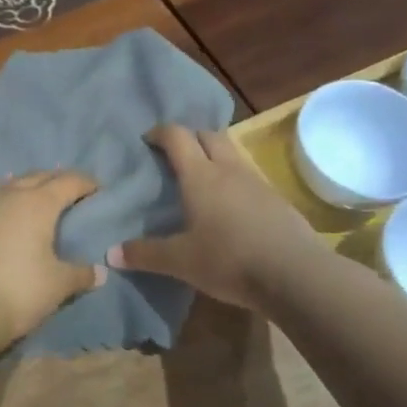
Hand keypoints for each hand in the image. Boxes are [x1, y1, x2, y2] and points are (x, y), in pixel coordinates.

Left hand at [0, 171, 105, 347]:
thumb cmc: (17, 291)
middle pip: (36, 177)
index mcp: (38, 203)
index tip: (96, 188)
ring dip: (18, 186)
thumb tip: (99, 272)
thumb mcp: (57, 286)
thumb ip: (79, 274)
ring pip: (2, 183)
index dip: (85, 183)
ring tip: (23, 197)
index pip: (68, 182)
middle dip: (53, 181)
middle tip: (65, 192)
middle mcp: (7, 194)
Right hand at [108, 125, 320, 308]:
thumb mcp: (180, 261)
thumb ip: (145, 254)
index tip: (148, 140)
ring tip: (202, 181)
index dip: (161, 132)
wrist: (294, 274)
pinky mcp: (277, 200)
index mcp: (200, 176)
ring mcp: (256, 182)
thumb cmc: (229, 260)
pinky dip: (234, 181)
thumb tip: (111, 253)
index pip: (177, 137)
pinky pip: (249, 178)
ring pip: (232, 154)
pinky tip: (231, 208)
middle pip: (209, 135)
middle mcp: (228, 170)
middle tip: (176, 156)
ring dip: (215, 157)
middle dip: (190, 138)